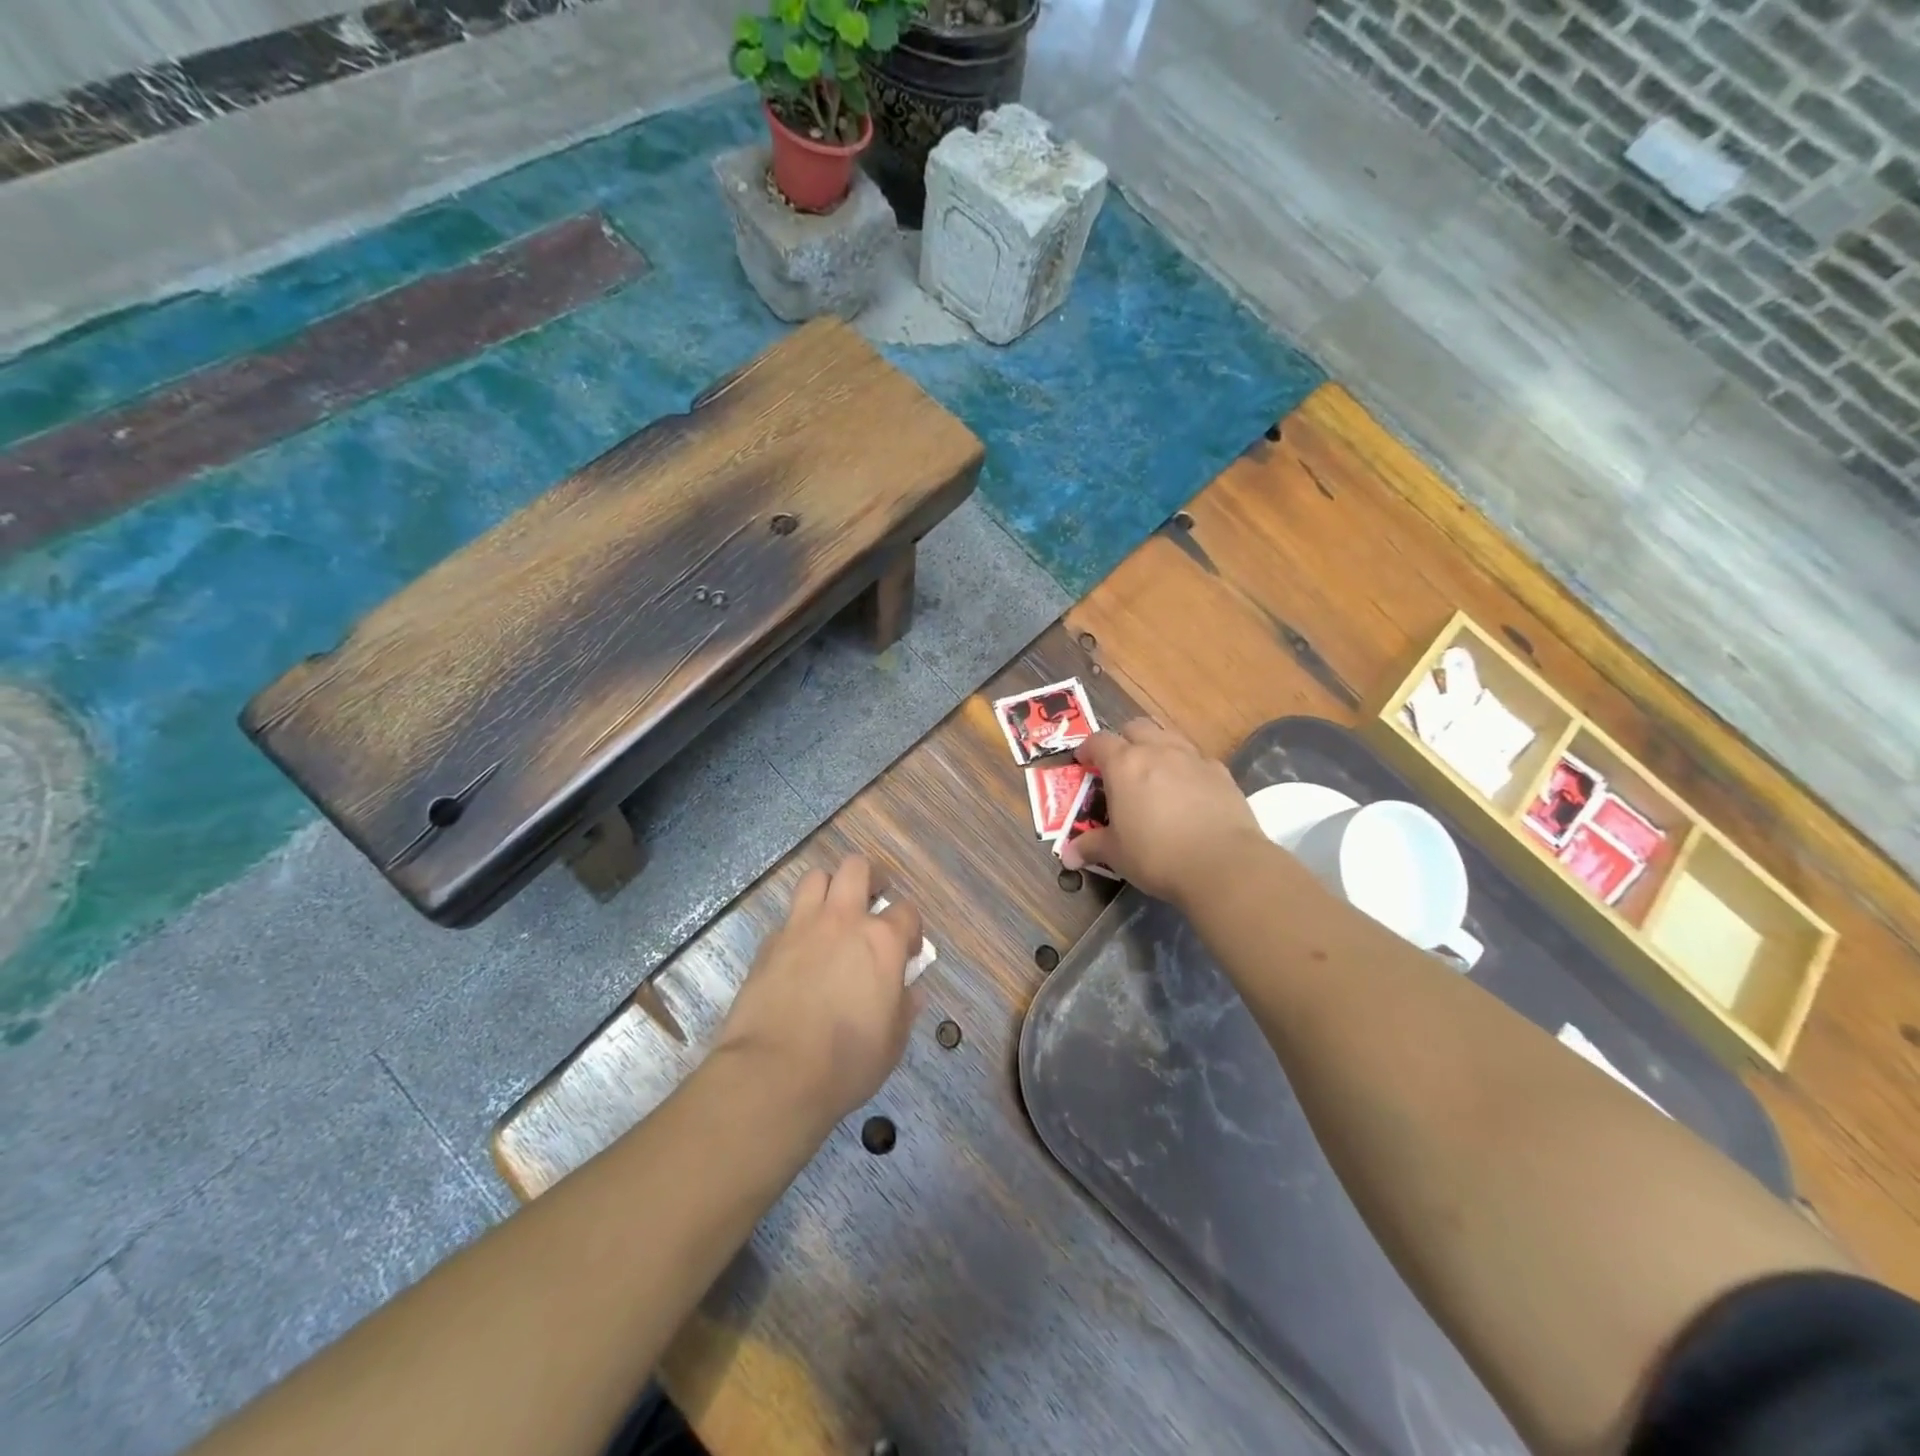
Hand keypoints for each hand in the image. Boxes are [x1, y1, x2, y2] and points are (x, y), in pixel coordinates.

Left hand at [715, 855, 923, 1126]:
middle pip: (856, 868)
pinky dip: (797, 925)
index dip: (910, 928)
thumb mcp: (893, 1041)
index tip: (907, 950)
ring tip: (832, 914)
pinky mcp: (768, 943)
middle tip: (871, 902)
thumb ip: (903, 1007)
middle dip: (868, 878)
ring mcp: (801, 926)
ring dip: (828, 889)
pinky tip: (798, 952)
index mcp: (882, 941)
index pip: (907, 911)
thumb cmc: (846, 1062)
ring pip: (816, 877)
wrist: (774, 1074)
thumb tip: (908, 992)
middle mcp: (843, 920)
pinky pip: (787, 917)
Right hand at [1062, 719, 1265, 906]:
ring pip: (1169, 736)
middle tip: (1120, 766)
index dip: (1088, 749)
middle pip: (1136, 727)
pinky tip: (1188, 791)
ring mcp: (1193, 758)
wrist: (1223, 864)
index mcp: (1124, 764)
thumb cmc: (1156, 855)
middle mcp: (1158, 751)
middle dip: (1124, 740)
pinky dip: (1187, 767)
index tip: (1083, 763)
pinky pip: (1197, 758)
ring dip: (1157, 747)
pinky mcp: (1221, 772)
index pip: (1099, 741)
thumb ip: (1091, 847)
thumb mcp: (1116, 854)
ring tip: (1154, 773)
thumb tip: (1068, 856)